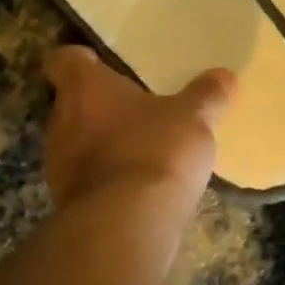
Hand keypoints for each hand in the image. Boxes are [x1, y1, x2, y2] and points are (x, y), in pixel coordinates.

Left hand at [43, 46, 232, 211]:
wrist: (126, 225)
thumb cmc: (154, 150)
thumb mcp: (192, 117)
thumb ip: (206, 95)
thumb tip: (225, 75)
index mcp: (83, 88)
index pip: (63, 61)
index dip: (78, 59)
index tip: (98, 63)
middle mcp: (61, 121)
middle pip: (71, 104)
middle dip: (98, 106)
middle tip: (133, 107)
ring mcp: (59, 166)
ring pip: (77, 143)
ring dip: (102, 144)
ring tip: (140, 148)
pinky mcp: (68, 203)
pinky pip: (87, 181)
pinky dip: (108, 179)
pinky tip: (138, 186)